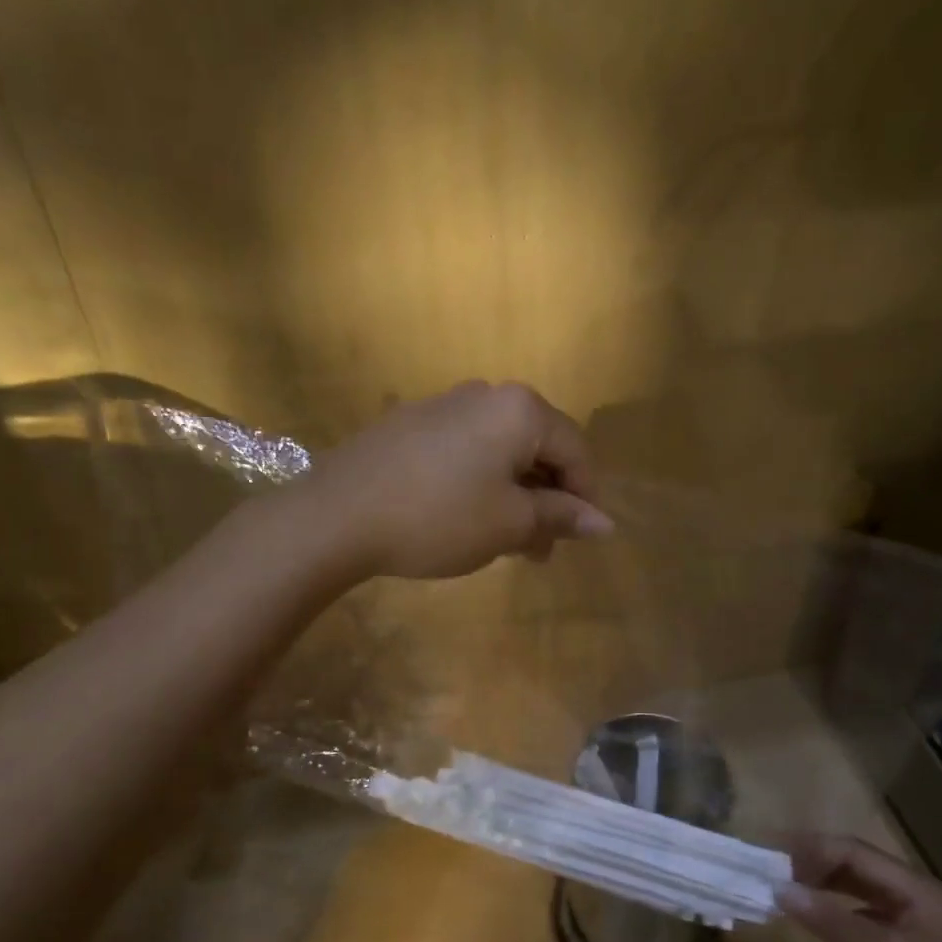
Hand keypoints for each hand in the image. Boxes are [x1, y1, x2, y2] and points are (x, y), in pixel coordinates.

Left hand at [301, 381, 613, 580]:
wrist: (337, 515)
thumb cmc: (438, 517)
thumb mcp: (509, 524)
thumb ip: (560, 517)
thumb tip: (604, 522)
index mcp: (518, 409)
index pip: (575, 449)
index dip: (585, 496)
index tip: (580, 538)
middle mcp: (484, 394)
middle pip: (537, 445)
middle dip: (546, 498)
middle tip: (540, 547)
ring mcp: (441, 405)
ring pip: (499, 450)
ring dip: (513, 494)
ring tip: (505, 541)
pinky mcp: (409, 424)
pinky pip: (464, 450)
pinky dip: (479, 482)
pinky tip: (464, 517)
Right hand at [778, 835, 941, 941]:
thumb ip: (832, 919)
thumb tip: (779, 889)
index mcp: (918, 889)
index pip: (856, 852)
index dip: (814, 848)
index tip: (773, 854)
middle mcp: (917, 901)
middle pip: (858, 867)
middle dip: (817, 864)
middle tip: (774, 871)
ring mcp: (914, 932)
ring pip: (860, 894)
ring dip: (825, 889)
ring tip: (788, 891)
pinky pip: (864, 922)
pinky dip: (837, 916)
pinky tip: (818, 923)